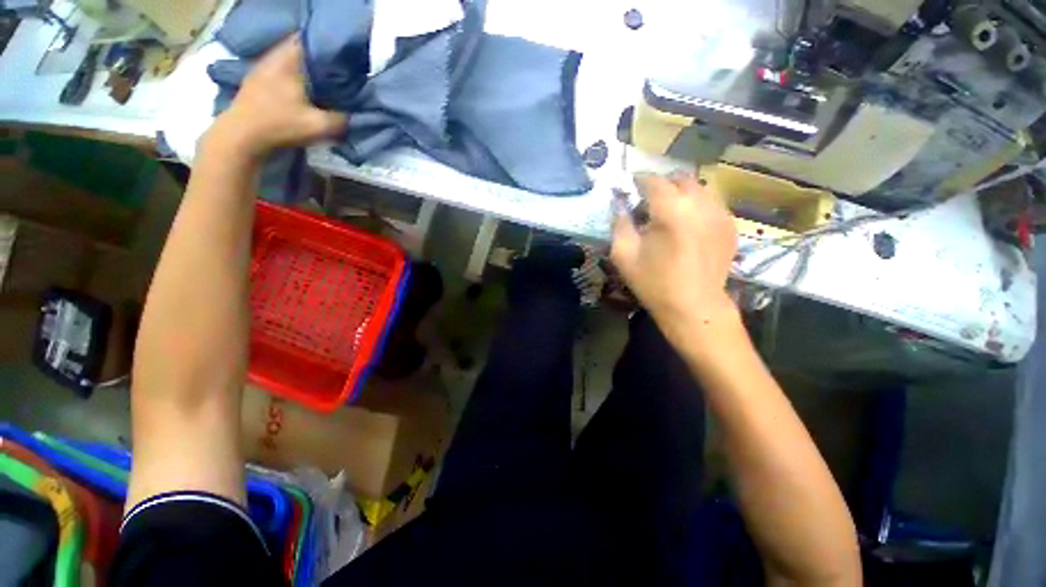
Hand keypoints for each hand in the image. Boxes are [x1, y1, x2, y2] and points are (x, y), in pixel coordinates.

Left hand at [205, 35, 347, 161]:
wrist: (242, 135)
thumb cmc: (280, 125)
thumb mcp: (319, 126)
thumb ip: (340, 119)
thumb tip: (354, 115)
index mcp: (289, 61)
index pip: (310, 40)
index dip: (328, 46)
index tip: (345, 58)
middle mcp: (274, 57)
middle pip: (299, 49)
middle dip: (318, 58)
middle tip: (338, 71)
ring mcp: (262, 68)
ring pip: (289, 59)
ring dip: (305, 68)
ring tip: (322, 80)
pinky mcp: (256, 80)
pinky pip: (280, 70)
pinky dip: (293, 75)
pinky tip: (302, 88)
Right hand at [611, 172, 738, 341]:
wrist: (694, 306)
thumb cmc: (654, 283)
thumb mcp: (624, 255)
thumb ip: (619, 224)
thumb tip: (619, 204)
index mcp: (671, 209)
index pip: (653, 181)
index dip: (638, 181)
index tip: (629, 187)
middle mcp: (699, 203)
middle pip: (679, 178)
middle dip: (661, 184)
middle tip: (647, 200)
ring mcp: (719, 212)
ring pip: (699, 186)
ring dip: (681, 191)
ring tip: (669, 209)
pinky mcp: (730, 224)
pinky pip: (712, 201)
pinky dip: (697, 203)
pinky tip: (687, 222)